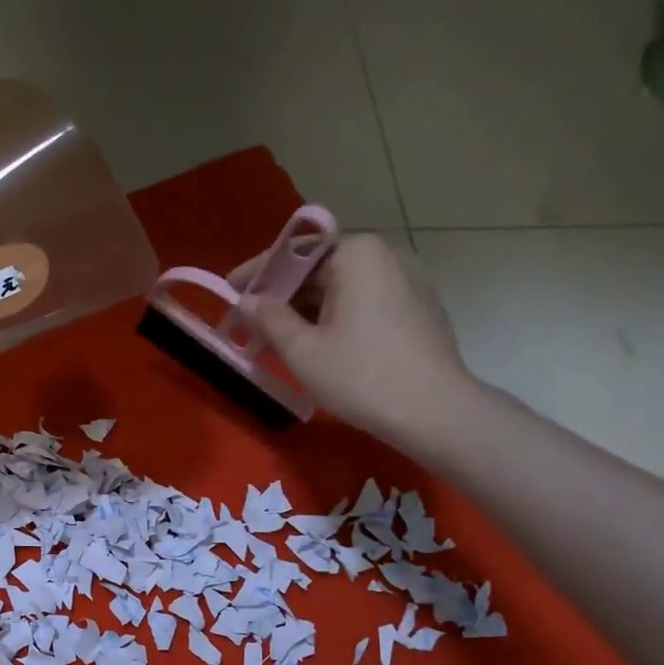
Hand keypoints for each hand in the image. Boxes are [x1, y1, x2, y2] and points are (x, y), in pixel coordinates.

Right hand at [237, 234, 477, 455]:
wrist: (434, 411)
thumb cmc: (361, 376)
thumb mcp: (303, 350)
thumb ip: (270, 319)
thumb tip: (248, 301)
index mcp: (356, 254)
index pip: (294, 253)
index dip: (257, 274)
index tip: (229, 291)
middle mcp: (385, 255)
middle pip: (319, 269)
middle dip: (282, 296)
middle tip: (250, 324)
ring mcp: (407, 280)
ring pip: (341, 289)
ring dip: (306, 311)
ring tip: (278, 340)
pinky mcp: (418, 308)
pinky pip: (364, 303)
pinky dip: (335, 318)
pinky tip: (318, 346)